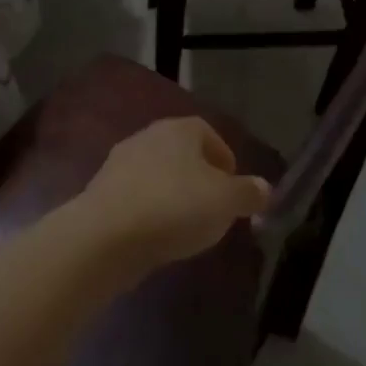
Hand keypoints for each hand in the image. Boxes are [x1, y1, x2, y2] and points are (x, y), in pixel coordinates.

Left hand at [68, 116, 270, 276]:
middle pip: (182, 153)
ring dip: (173, 195)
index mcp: (180, 129)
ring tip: (186, 227)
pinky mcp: (101, 192)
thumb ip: (248, 193)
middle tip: (214, 208)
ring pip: (158, 175)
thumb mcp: (226, 202)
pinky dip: (150, 211)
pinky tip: (156, 236)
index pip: (209, 133)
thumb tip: (264, 188)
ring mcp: (120, 163)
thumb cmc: (175, 207)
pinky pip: (136, 197)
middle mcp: (148, 137)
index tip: (234, 188)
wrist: (105, 236)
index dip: (225, 158)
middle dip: (199, 178)